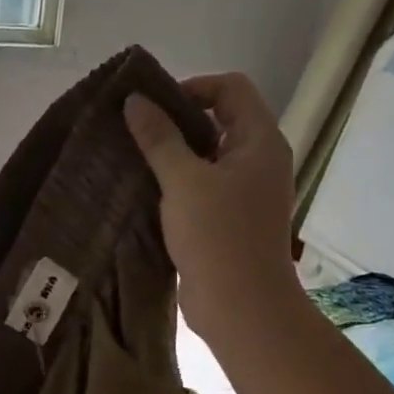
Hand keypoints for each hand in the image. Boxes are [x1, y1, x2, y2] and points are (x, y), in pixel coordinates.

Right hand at [124, 73, 297, 346]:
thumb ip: (158, 137)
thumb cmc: (217, 235)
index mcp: (259, 141)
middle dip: (176, 120)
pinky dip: (176, 182)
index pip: (231, 88)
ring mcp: (246, 192)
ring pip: (207, 156)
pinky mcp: (229, 219)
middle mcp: (258, 160)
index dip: (192, 87)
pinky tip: (145, 191)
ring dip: (173, 154)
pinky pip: (202, 186)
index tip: (153, 106)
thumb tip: (134, 100)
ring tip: (133, 159)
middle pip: (219, 120)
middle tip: (135, 131)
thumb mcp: (183, 180)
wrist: (240, 306)